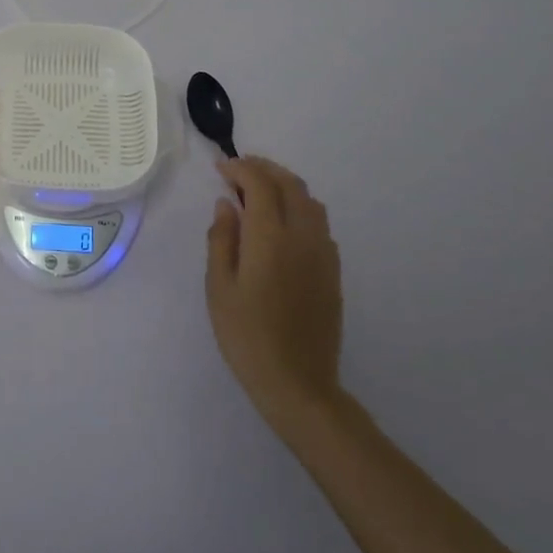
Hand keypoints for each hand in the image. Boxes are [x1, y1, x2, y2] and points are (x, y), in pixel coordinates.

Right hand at [205, 157, 343, 440]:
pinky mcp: (333, 270)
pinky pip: (319, 223)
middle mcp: (303, 237)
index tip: (220, 169)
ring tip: (258, 192)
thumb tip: (226, 204)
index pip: (260, 184)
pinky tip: (281, 224)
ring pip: (309, 201)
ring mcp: (323, 253)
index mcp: (271, 238)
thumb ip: (222, 239)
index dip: (240, 169)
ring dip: (284, 185)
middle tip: (238, 171)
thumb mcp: (219, 287)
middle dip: (263, 169)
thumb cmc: (247, 335)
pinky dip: (298, 207)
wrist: (298, 383)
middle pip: (290, 184)